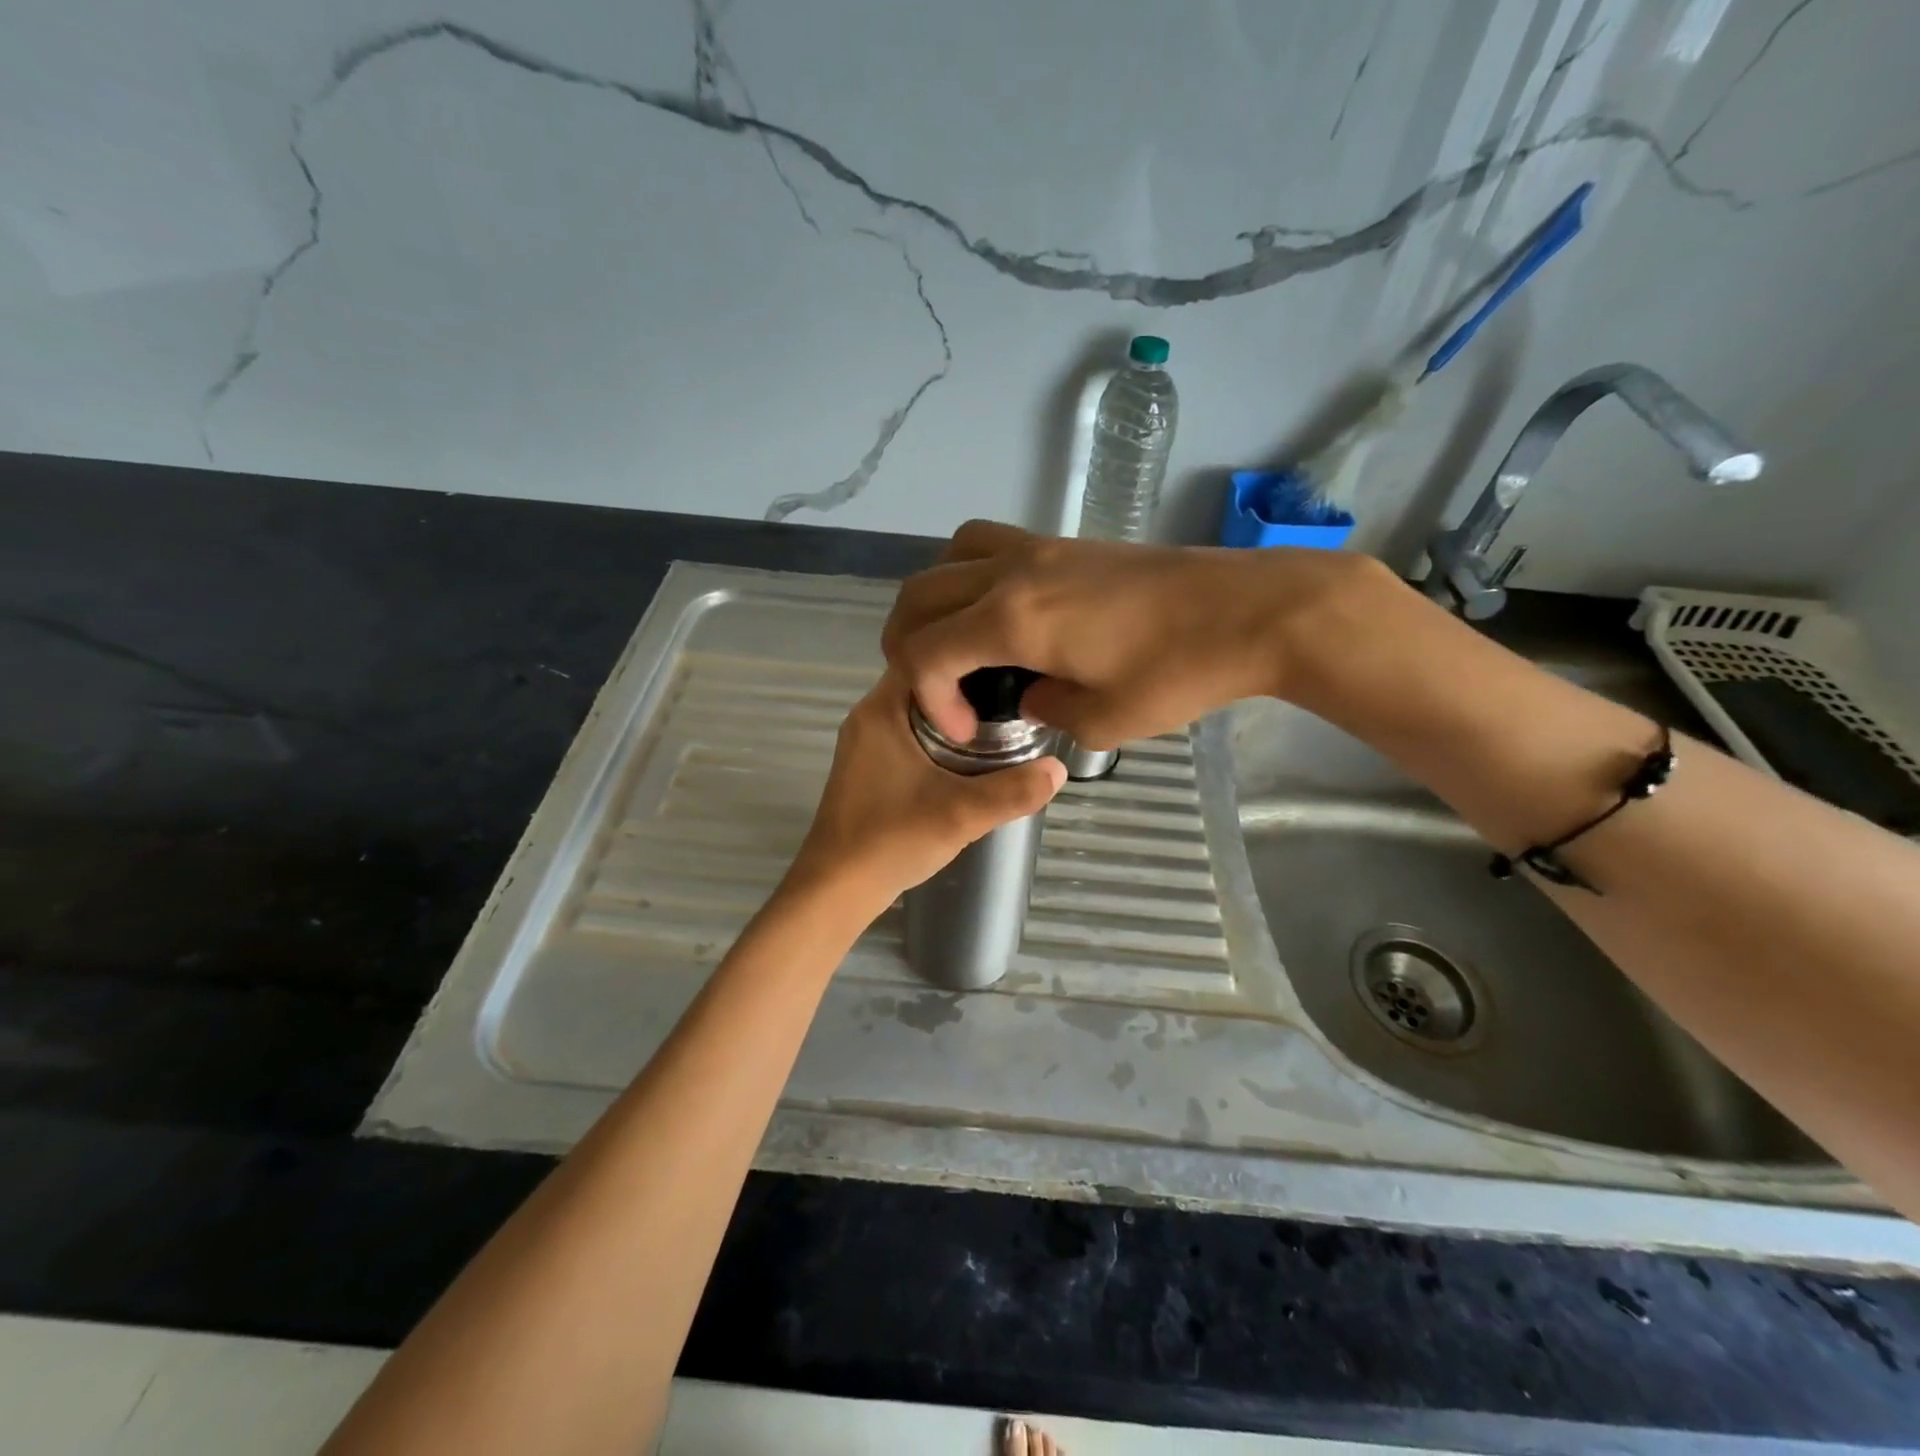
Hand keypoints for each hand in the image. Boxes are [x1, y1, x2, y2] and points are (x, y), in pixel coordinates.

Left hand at [788, 670, 1066, 913]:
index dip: (966, 655)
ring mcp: (866, 743)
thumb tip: (1060, 768)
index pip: (925, 654)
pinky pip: (911, 735)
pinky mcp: (869, 768)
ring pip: (919, 711)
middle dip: (968, 688)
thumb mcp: (960, 814)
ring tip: (1002, 722)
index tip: (1008, 665)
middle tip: (1015, 695)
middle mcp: (868, 717)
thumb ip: (1012, 791)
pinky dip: (940, 738)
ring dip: (955, 717)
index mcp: (881, 710)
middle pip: (926, 683)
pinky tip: (970, 758)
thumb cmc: (890, 840)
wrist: (836, 890)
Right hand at [882, 519, 1383, 748]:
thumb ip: (1045, 710)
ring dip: (934, 601)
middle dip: (909, 646)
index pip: (926, 651)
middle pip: (920, 595)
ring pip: (948, 556)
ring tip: (956, 642)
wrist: (1250, 609)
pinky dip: (968, 576)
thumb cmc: (1180, 670)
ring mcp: (1038, 548)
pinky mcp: (1064, 543)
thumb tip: (1027, 696)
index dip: (928, 697)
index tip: (966, 729)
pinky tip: (999, 614)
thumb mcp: (1104, 719)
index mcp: (1013, 619)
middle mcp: (1012, 572)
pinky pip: (989, 544)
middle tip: (938, 689)